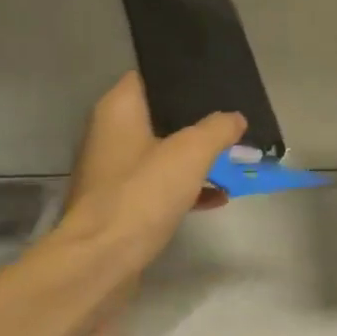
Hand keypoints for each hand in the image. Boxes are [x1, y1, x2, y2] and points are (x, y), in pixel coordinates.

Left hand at [51, 71, 245, 273]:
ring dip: (194, 157)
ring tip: (233, 157)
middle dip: (197, 120)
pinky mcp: (121, 203)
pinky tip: (217, 196)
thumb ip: (218, 128)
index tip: (215, 82)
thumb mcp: (191, 152)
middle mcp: (110, 134)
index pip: (150, 76)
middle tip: (232, 120)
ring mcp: (113, 171)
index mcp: (118, 110)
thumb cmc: (142, 193)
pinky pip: (160, 185)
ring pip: (162, 152)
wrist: (102, 259)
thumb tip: (235, 118)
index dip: (182, 77)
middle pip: (160, 115)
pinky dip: (186, 186)